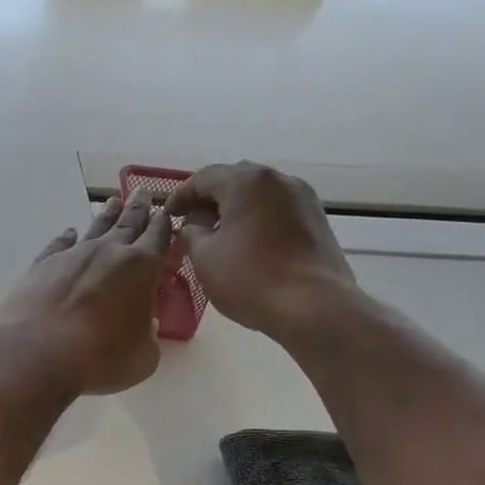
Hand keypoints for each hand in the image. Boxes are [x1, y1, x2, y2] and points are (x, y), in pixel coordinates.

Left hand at [0, 189, 174, 395]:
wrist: (38, 352)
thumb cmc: (100, 358)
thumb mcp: (143, 356)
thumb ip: (148, 336)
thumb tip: (142, 325)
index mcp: (141, 268)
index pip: (158, 237)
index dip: (164, 224)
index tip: (166, 211)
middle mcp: (108, 252)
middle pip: (128, 223)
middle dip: (138, 208)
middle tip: (142, 192)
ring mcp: (73, 255)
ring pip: (95, 227)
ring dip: (106, 214)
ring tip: (113, 202)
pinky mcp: (43, 265)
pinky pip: (59, 244)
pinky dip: (67, 237)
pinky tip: (69, 233)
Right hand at [167, 162, 357, 336]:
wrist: (314, 306)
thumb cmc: (251, 279)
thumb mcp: (205, 258)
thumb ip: (191, 235)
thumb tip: (193, 227)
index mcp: (246, 182)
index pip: (203, 178)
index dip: (181, 196)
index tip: (168, 216)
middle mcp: (278, 179)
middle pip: (234, 181)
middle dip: (209, 201)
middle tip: (191, 224)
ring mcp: (302, 198)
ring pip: (258, 196)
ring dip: (234, 211)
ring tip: (217, 236)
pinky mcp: (316, 220)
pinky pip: (277, 211)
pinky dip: (256, 221)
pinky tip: (246, 245)